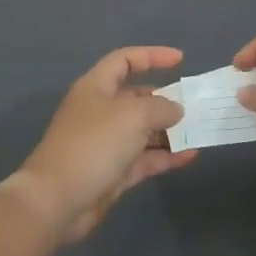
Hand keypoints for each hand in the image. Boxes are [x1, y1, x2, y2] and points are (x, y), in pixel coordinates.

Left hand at [15, 47, 197, 241]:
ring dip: (168, 131)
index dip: (152, 56)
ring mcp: (105, 144)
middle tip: (194, 105)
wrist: (57, 200)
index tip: (180, 60)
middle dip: (164, 99)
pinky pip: (143, 158)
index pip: (124, 61)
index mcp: (96, 88)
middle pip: (135, 97)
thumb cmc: (94, 144)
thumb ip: (161, 107)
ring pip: (142, 131)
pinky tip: (190, 156)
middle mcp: (100, 112)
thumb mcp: (133, 115)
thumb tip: (175, 110)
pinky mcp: (111, 173)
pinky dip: (165, 156)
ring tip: (198, 131)